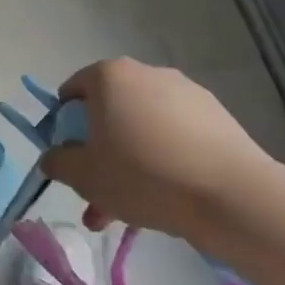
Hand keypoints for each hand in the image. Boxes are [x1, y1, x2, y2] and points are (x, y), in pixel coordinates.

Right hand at [39, 58, 277, 244]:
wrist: (231, 195)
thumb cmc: (143, 175)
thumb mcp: (84, 176)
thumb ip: (57, 162)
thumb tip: (53, 157)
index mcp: (109, 76)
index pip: (72, 92)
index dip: (63, 127)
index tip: (70, 160)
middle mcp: (146, 73)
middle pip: (109, 113)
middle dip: (99, 155)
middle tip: (97, 195)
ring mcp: (185, 92)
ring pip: (142, 129)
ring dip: (129, 163)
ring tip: (129, 211)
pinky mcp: (216, 116)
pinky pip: (174, 136)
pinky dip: (163, 159)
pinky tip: (166, 198)